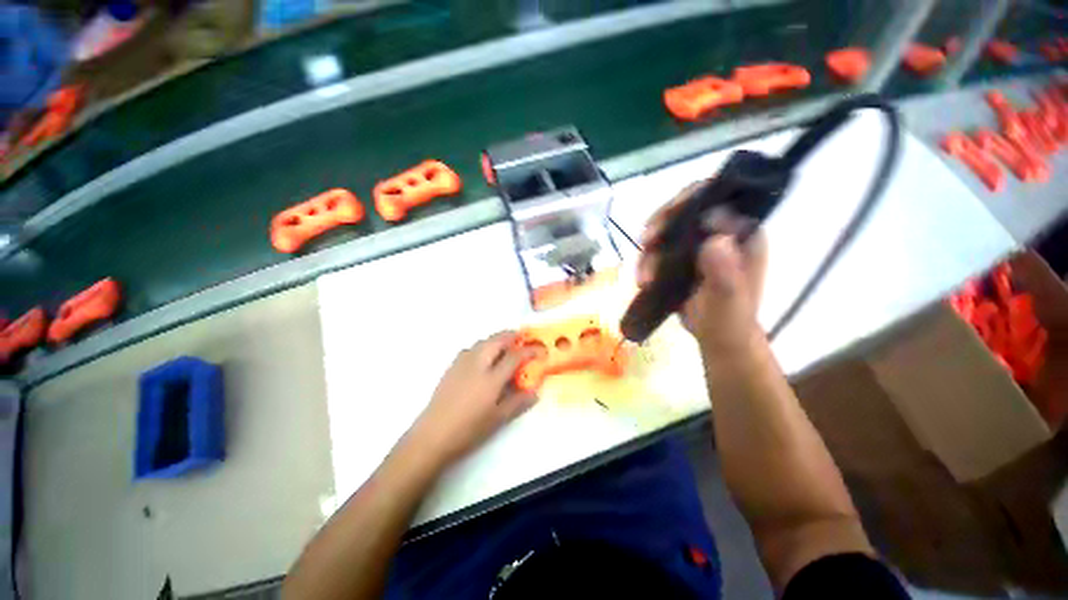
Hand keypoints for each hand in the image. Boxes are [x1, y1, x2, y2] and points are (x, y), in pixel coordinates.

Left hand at [406, 332, 537, 467]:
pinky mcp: (451, 367)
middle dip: (511, 336)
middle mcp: (477, 364)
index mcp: (492, 378)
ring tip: (504, 346)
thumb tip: (535, 392)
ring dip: (496, 339)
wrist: (433, 434)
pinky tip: (482, 358)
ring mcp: (462, 363)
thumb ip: (518, 402)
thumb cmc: (469, 429)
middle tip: (521, 338)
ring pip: (482, 342)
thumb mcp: (498, 419)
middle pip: (496, 340)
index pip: (514, 356)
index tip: (539, 350)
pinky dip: (482, 346)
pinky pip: (470, 348)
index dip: (529, 350)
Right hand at [637, 183, 768, 356]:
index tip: (664, 222)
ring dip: (650, 249)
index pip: (717, 198)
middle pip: (686, 208)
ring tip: (643, 277)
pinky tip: (643, 279)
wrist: (717, 336)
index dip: (688, 201)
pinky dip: (647, 260)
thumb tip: (714, 239)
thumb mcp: (729, 299)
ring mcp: (699, 243)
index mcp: (742, 233)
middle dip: (661, 223)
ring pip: (668, 229)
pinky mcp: (682, 255)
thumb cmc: (729, 320)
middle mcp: (721, 231)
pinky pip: (660, 247)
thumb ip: (725, 272)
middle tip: (645, 241)